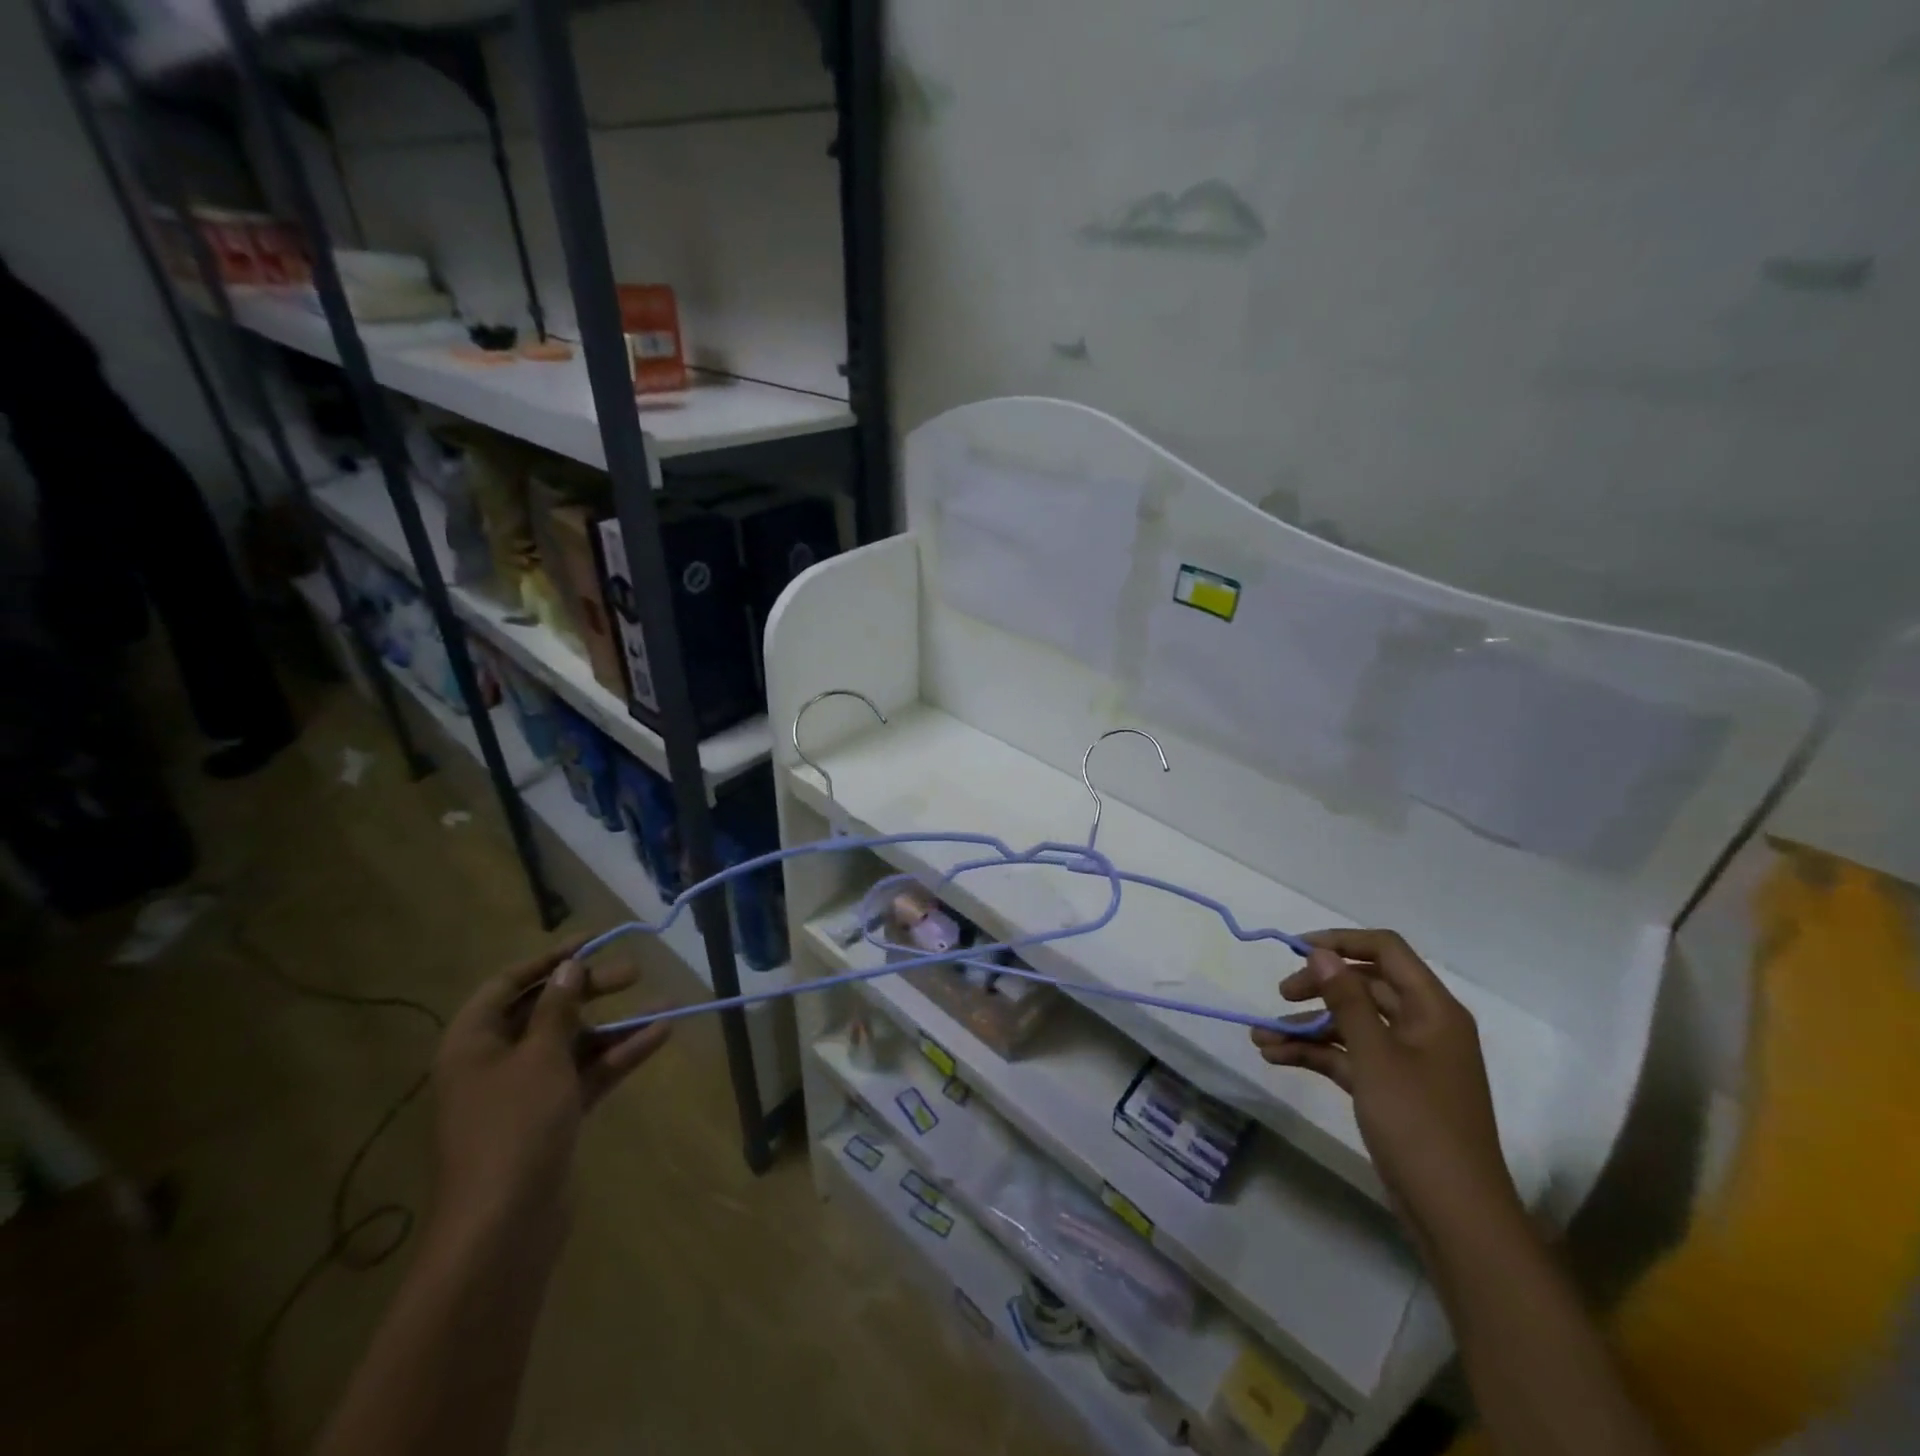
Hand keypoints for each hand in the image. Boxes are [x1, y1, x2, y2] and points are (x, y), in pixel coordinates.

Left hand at [428, 939, 670, 1257]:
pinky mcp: (550, 1119)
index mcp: (472, 1043)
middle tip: (634, 973)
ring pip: (573, 1044)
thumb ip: (558, 1009)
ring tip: (666, 1003)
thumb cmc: (514, 1128)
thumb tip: (568, 968)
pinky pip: (586, 1074)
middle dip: (591, 990)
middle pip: (545, 1011)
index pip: (508, 984)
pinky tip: (659, 1036)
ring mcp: (523, 1093)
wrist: (503, 1229)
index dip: (549, 959)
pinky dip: (618, 1056)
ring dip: (616, 1025)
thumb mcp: (540, 1058)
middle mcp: (494, 1063)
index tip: (593, 941)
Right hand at [1251, 929, 1518, 1237]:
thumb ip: (1345, 999)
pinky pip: (1349, 1056)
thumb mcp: (1375, 1056)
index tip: (1295, 949)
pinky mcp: (1392, 1088)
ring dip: (1307, 1027)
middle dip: (1318, 988)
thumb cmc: (1419, 1124)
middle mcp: (1422, 1026)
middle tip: (1280, 995)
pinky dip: (1316, 1054)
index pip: (1386, 951)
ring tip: (1262, 1038)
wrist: (1455, 1215)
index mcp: (1433, 1009)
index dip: (1341, 942)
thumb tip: (1321, 952)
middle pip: (1364, 986)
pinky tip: (1277, 1058)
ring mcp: (1407, 1059)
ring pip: (1351, 1024)